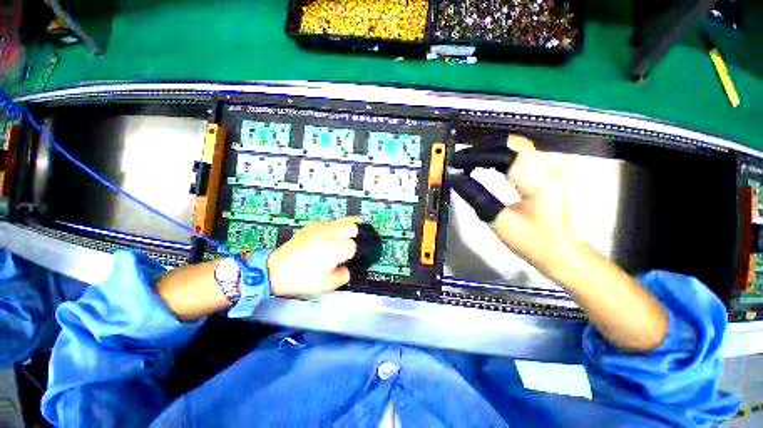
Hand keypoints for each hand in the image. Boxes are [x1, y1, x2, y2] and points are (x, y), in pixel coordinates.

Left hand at [267, 217, 361, 295]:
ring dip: (348, 228)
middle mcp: (331, 233)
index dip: (355, 253)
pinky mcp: (312, 225)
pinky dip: (335, 228)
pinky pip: (330, 223)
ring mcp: (321, 227)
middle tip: (356, 241)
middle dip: (357, 233)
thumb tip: (348, 268)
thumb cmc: (301, 278)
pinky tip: (330, 236)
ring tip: (349, 235)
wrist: (275, 269)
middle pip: (353, 225)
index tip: (350, 259)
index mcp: (336, 248)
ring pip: (343, 220)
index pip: (354, 246)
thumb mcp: (327, 284)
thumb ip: (344, 275)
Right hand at [451, 135, 579, 273]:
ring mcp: (551, 169)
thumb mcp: (498, 221)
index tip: (457, 160)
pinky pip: (524, 154)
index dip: (477, 154)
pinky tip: (490, 163)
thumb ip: (476, 197)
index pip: (503, 154)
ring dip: (493, 149)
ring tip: (472, 160)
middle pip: (513, 143)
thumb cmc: (530, 240)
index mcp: (537, 182)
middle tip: (463, 158)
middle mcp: (547, 169)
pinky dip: (503, 154)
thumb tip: (456, 179)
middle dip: (485, 147)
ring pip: (519, 146)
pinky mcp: (549, 173)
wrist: (560, 251)